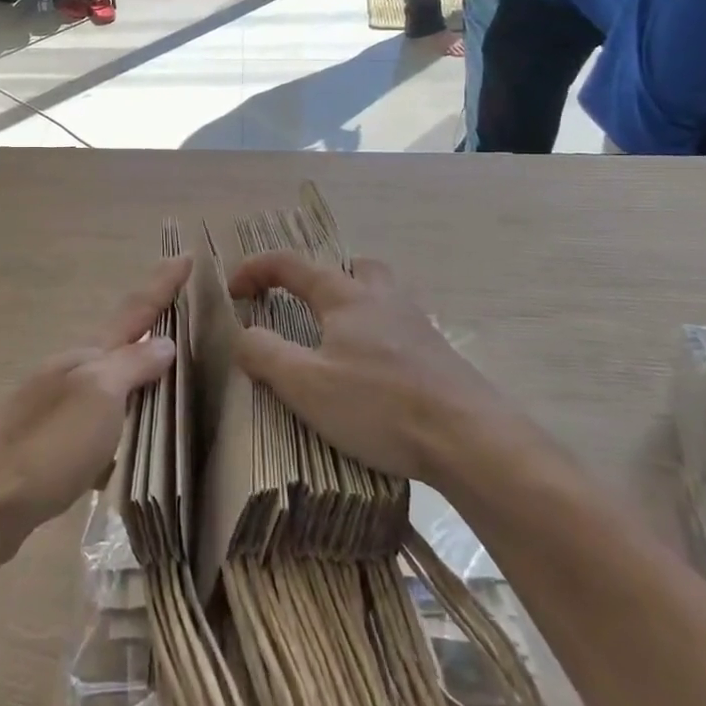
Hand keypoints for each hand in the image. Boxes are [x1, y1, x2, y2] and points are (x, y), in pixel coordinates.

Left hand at [0, 257, 189, 552]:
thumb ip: (132, 366)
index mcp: (86, 355)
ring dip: (134, 366)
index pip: (134, 310)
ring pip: (107, 376)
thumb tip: (163, 343)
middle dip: (148, 321)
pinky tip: (127, 433)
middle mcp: (70, 371)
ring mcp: (56, 404)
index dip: (161, 284)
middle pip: (118, 338)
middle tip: (178, 306)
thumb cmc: (50, 444)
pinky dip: (119, 413)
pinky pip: (97, 415)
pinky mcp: (50, 441)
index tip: (186, 255)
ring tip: (162, 366)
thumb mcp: (99, 396)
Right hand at [228, 253, 534, 483]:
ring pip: (382, 295)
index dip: (256, 270)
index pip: (291, 265)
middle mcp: (383, 299)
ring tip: (338, 341)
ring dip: (355, 305)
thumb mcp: (305, 384)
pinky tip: (375, 374)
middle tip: (304, 306)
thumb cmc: (380, 405)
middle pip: (352, 267)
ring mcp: (417, 326)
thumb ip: (265, 353)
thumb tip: (243, 333)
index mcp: (345, 297)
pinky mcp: (440, 356)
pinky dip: (379, 337)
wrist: (471, 440)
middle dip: (322, 278)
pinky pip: (401, 329)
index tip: (234, 291)